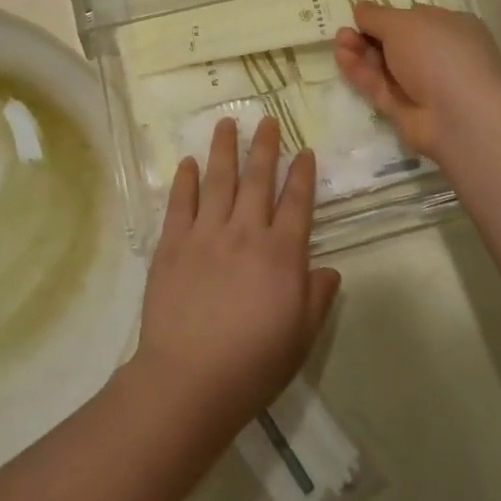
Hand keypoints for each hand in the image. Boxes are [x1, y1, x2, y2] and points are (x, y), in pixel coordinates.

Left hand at [133, 117, 340, 436]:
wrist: (190, 379)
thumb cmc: (253, 364)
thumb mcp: (300, 337)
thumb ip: (316, 298)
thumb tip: (329, 270)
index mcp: (282, 254)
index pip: (297, 203)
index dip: (302, 174)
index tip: (304, 150)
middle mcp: (245, 232)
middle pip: (257, 180)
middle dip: (265, 147)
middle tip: (267, 120)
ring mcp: (205, 234)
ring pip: (218, 180)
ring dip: (224, 149)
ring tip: (227, 123)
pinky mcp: (172, 244)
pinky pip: (180, 203)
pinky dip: (186, 180)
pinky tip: (189, 162)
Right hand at [335, 2, 500, 165]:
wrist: (458, 115)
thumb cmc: (438, 53)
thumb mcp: (402, 23)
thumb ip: (376, 15)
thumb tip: (360, 8)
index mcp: (452, 28)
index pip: (416, 17)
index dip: (388, 15)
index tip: (362, 14)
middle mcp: (440, 55)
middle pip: (397, 42)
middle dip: (369, 34)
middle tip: (345, 30)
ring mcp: (424, 85)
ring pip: (386, 65)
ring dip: (361, 51)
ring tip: (339, 41)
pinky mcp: (406, 109)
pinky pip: (381, 87)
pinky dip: (362, 72)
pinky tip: (342, 57)